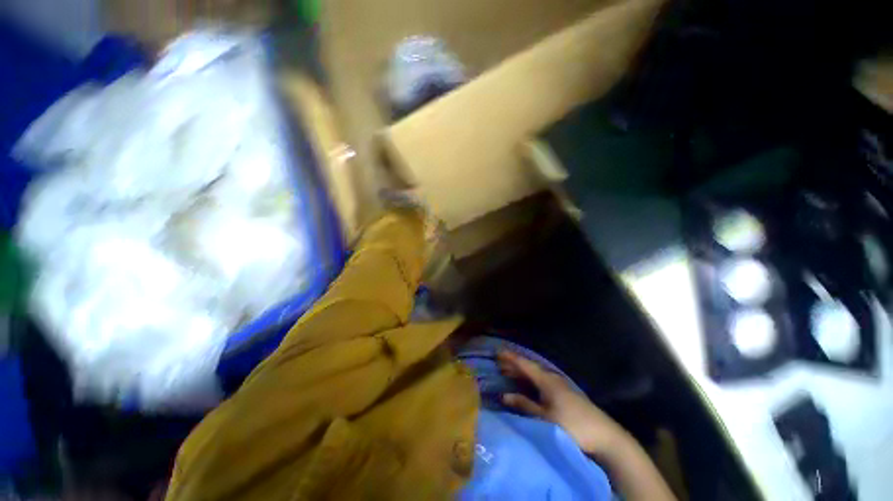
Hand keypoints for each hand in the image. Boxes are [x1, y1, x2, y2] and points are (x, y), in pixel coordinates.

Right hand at [497, 350, 632, 457]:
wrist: (605, 435)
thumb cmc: (572, 425)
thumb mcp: (544, 418)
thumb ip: (524, 405)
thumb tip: (504, 395)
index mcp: (546, 380)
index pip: (525, 364)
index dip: (511, 358)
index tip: (498, 351)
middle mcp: (552, 378)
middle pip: (530, 367)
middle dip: (514, 364)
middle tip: (499, 362)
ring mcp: (561, 385)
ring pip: (536, 374)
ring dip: (523, 372)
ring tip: (510, 371)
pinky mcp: (566, 392)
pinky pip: (542, 379)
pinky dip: (531, 379)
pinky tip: (530, 383)